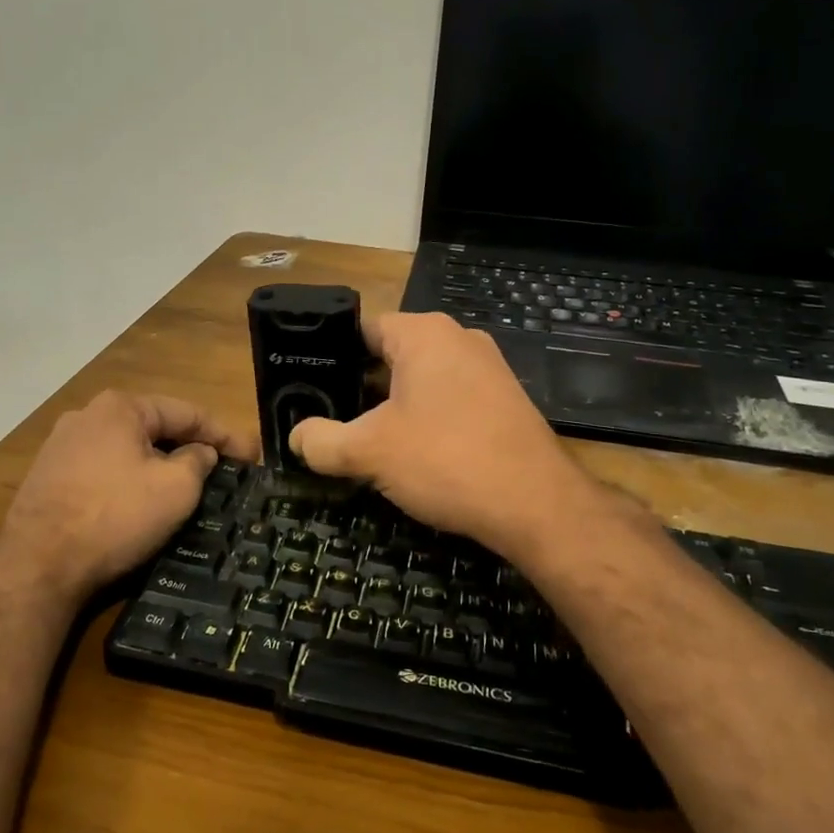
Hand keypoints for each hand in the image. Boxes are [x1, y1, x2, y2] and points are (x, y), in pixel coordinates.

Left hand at [0, 391, 257, 604]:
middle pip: (155, 427)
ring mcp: (60, 446)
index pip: (187, 413)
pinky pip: (103, 470)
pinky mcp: (46, 478)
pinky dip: (129, 480)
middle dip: (191, 447)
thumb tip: (199, 453)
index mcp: (121, 407)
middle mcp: (87, 416)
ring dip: (159, 464)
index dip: (225, 435)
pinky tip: (140, 502)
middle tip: (223, 471)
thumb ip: (197, 462)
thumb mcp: (176, 489)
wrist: (37, 567)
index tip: (252, 456)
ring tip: (186, 486)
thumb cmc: (115, 517)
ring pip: (127, 449)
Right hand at [289, 313, 610, 557]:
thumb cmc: (446, 459)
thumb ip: (322, 440)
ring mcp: (488, 368)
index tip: (309, 387)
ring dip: (394, 406)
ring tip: (367, 440)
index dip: (331, 357)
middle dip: (361, 386)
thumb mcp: (369, 451)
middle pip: (391, 354)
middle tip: (332, 419)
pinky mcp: (505, 400)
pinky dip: (428, 418)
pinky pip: (451, 398)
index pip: (362, 329)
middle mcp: (459, 338)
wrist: (537, 504)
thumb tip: (297, 437)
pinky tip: (416, 454)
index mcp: (424, 332)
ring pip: (422, 379)